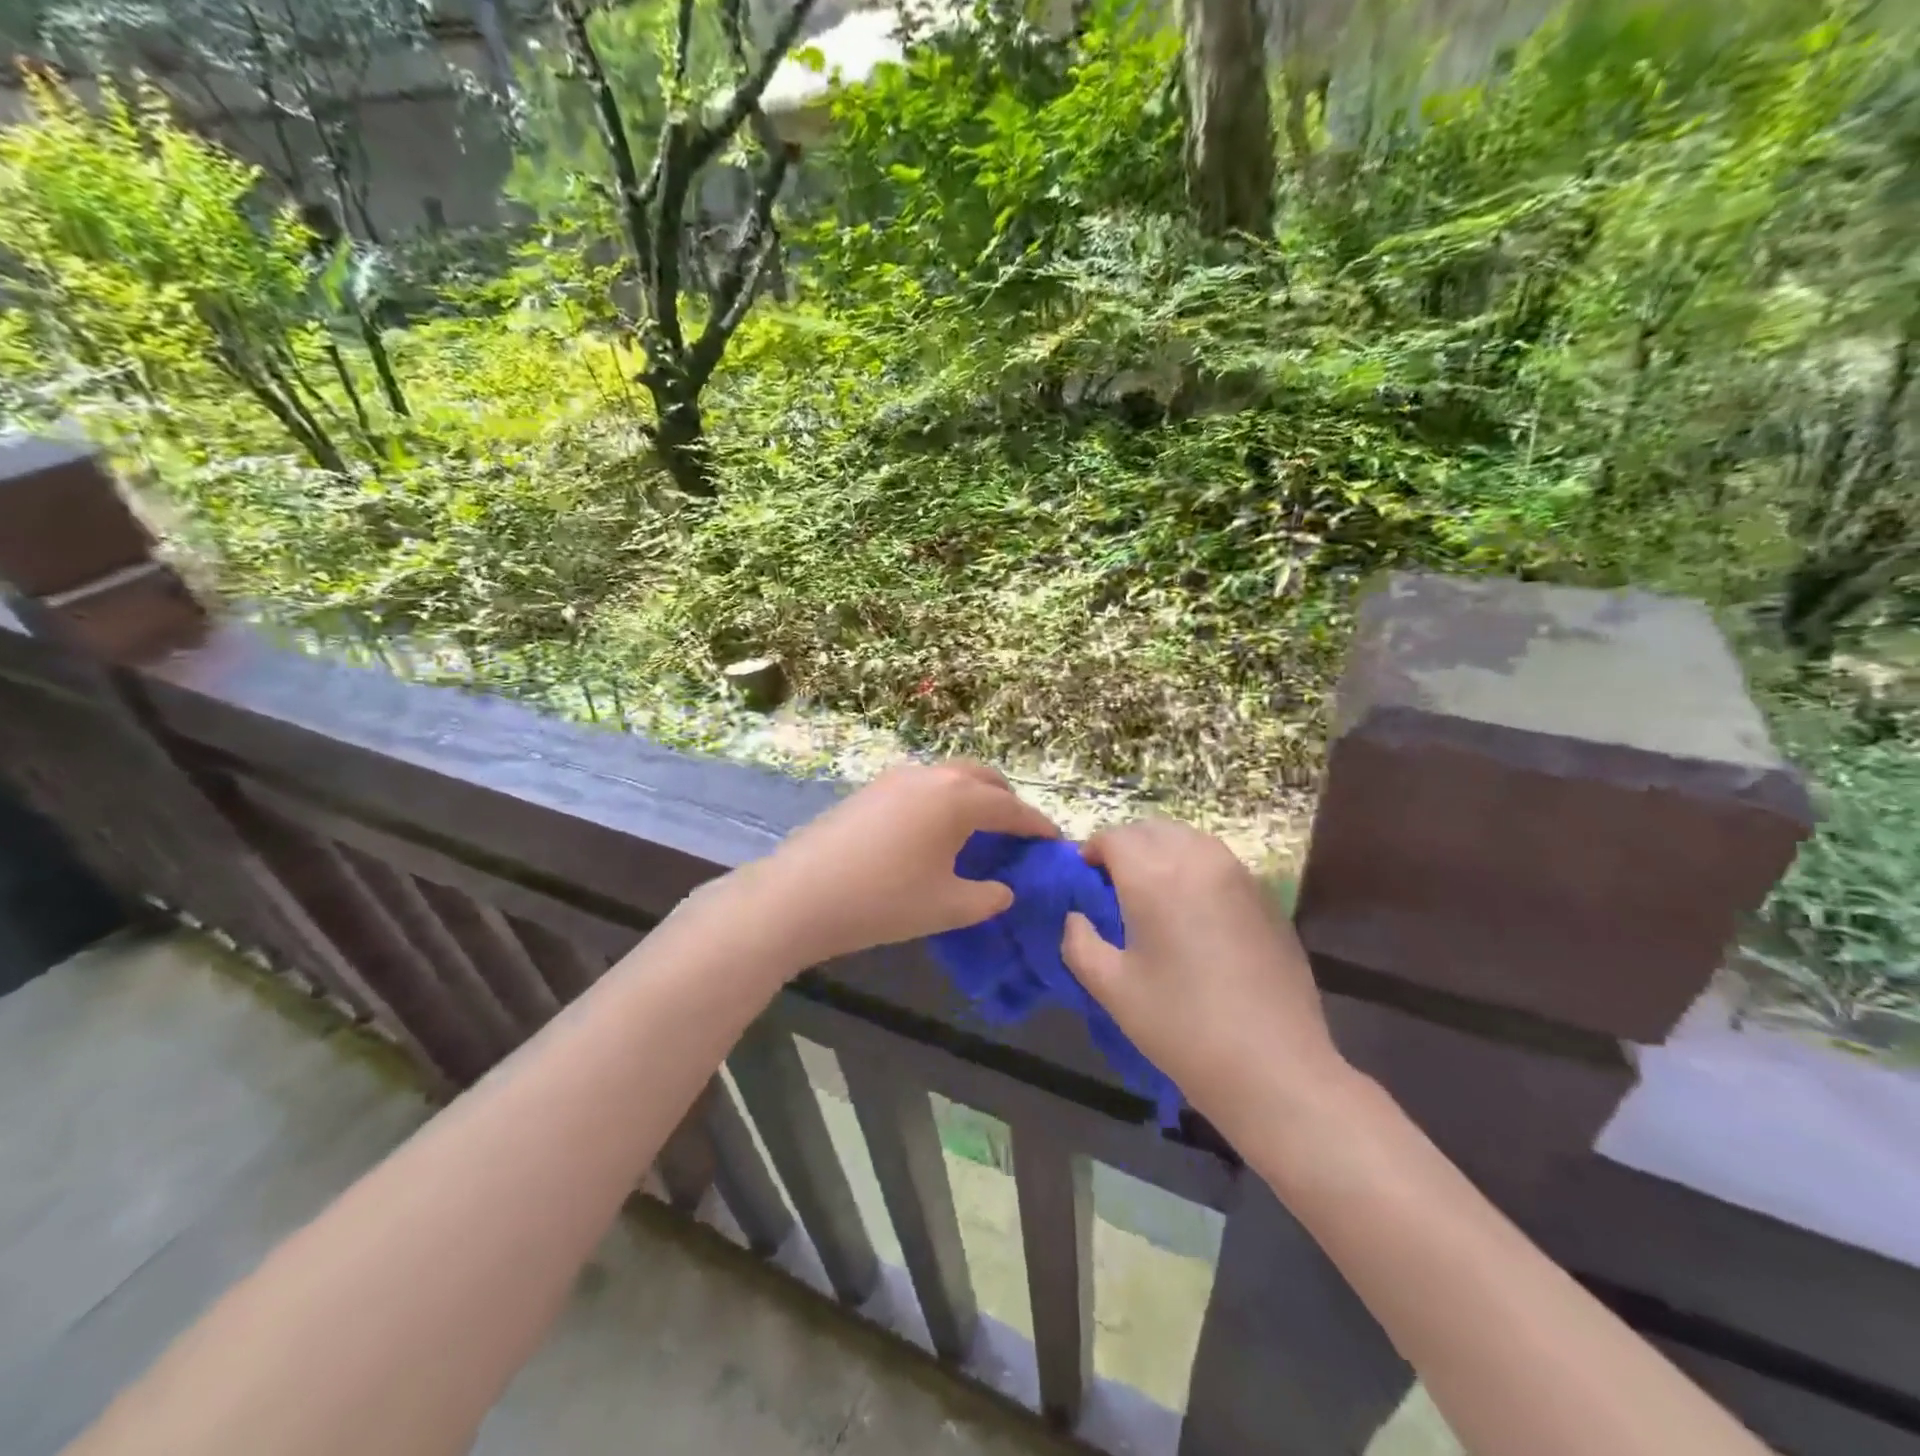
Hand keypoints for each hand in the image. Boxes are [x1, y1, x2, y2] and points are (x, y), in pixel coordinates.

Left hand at [737, 759, 1058, 966]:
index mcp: (958, 799)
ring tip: (978, 828)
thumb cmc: (884, 901)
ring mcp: (896, 778)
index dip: (1036, 825)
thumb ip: (987, 897)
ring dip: (972, 795)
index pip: (1010, 808)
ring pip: (949, 776)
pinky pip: (922, 785)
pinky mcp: (870, 789)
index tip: (1055, 839)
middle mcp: (931, 776)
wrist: (800, 894)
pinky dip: (942, 799)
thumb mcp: (947, 907)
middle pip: (982, 778)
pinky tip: (933, 830)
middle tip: (1017, 831)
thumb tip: (1005, 889)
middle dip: (1006, 800)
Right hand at [1061, 820, 1347, 1142]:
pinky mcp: (1267, 896)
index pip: (1115, 837)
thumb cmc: (1181, 1027)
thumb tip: (1076, 917)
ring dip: (1163, 851)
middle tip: (1115, 884)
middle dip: (1127, 846)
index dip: (1093, 850)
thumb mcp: (1112, 989)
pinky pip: (1220, 862)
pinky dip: (1196, 867)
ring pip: (1190, 839)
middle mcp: (1198, 860)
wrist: (1273, 1067)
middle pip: (1153, 829)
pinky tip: (1195, 910)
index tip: (1085, 878)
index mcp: (1154, 876)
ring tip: (1155, 892)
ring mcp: (1239, 875)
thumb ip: (1079, 942)